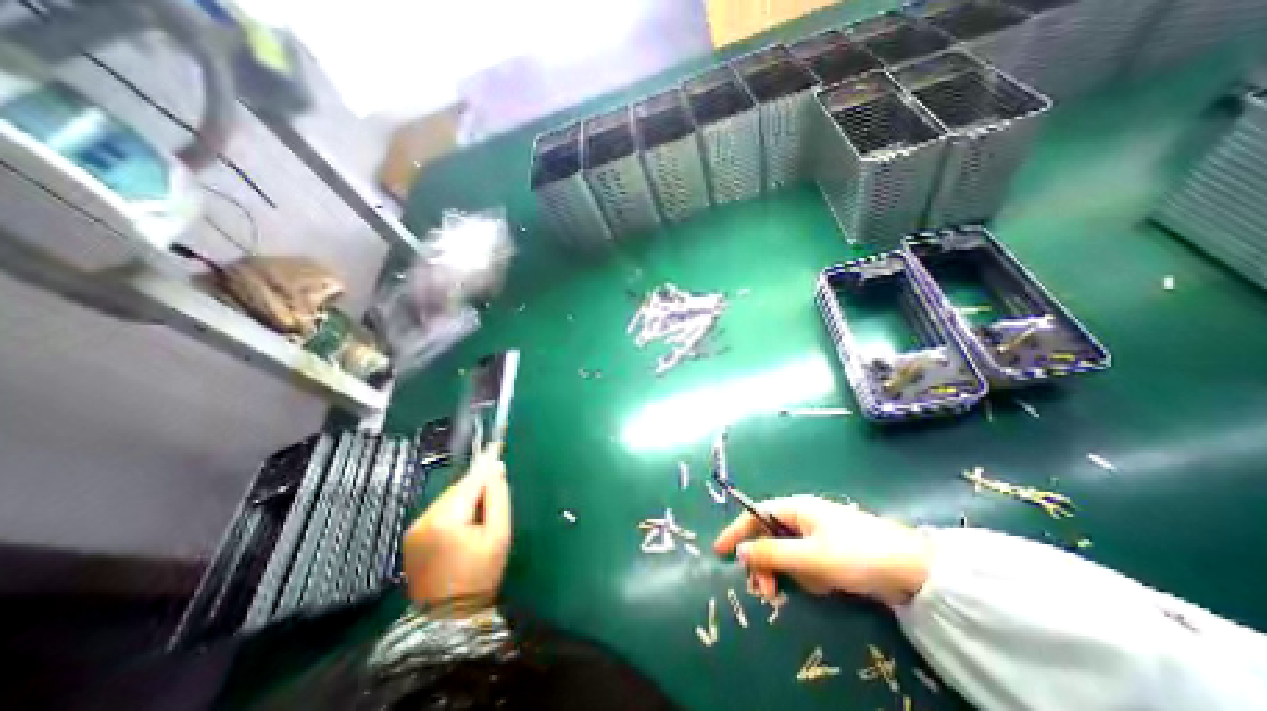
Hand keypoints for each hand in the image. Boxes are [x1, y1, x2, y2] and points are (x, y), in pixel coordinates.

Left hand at [400, 448, 507, 614]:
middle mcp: (425, 518)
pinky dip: (454, 511)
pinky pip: (439, 511)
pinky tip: (463, 528)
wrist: (448, 618)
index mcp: (447, 518)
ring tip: (478, 521)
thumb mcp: (500, 534)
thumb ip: (498, 497)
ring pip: (449, 498)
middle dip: (477, 488)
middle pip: (459, 488)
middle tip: (493, 502)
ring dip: (465, 500)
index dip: (486, 463)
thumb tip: (496, 468)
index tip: (496, 444)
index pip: (471, 480)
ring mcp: (414, 528)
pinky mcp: (411, 536)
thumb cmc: (481, 574)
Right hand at [712, 495, 927, 605]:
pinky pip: (806, 564)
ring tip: (815, 585)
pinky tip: (828, 585)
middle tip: (768, 593)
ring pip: (787, 554)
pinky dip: (810, 577)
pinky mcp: (829, 552)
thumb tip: (740, 551)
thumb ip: (772, 554)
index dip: (736, 531)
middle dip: (767, 564)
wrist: (913, 571)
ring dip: (792, 574)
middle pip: (769, 537)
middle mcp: (802, 517)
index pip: (755, 515)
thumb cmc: (856, 555)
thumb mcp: (811, 557)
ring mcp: (816, 535)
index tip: (719, 551)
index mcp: (795, 508)